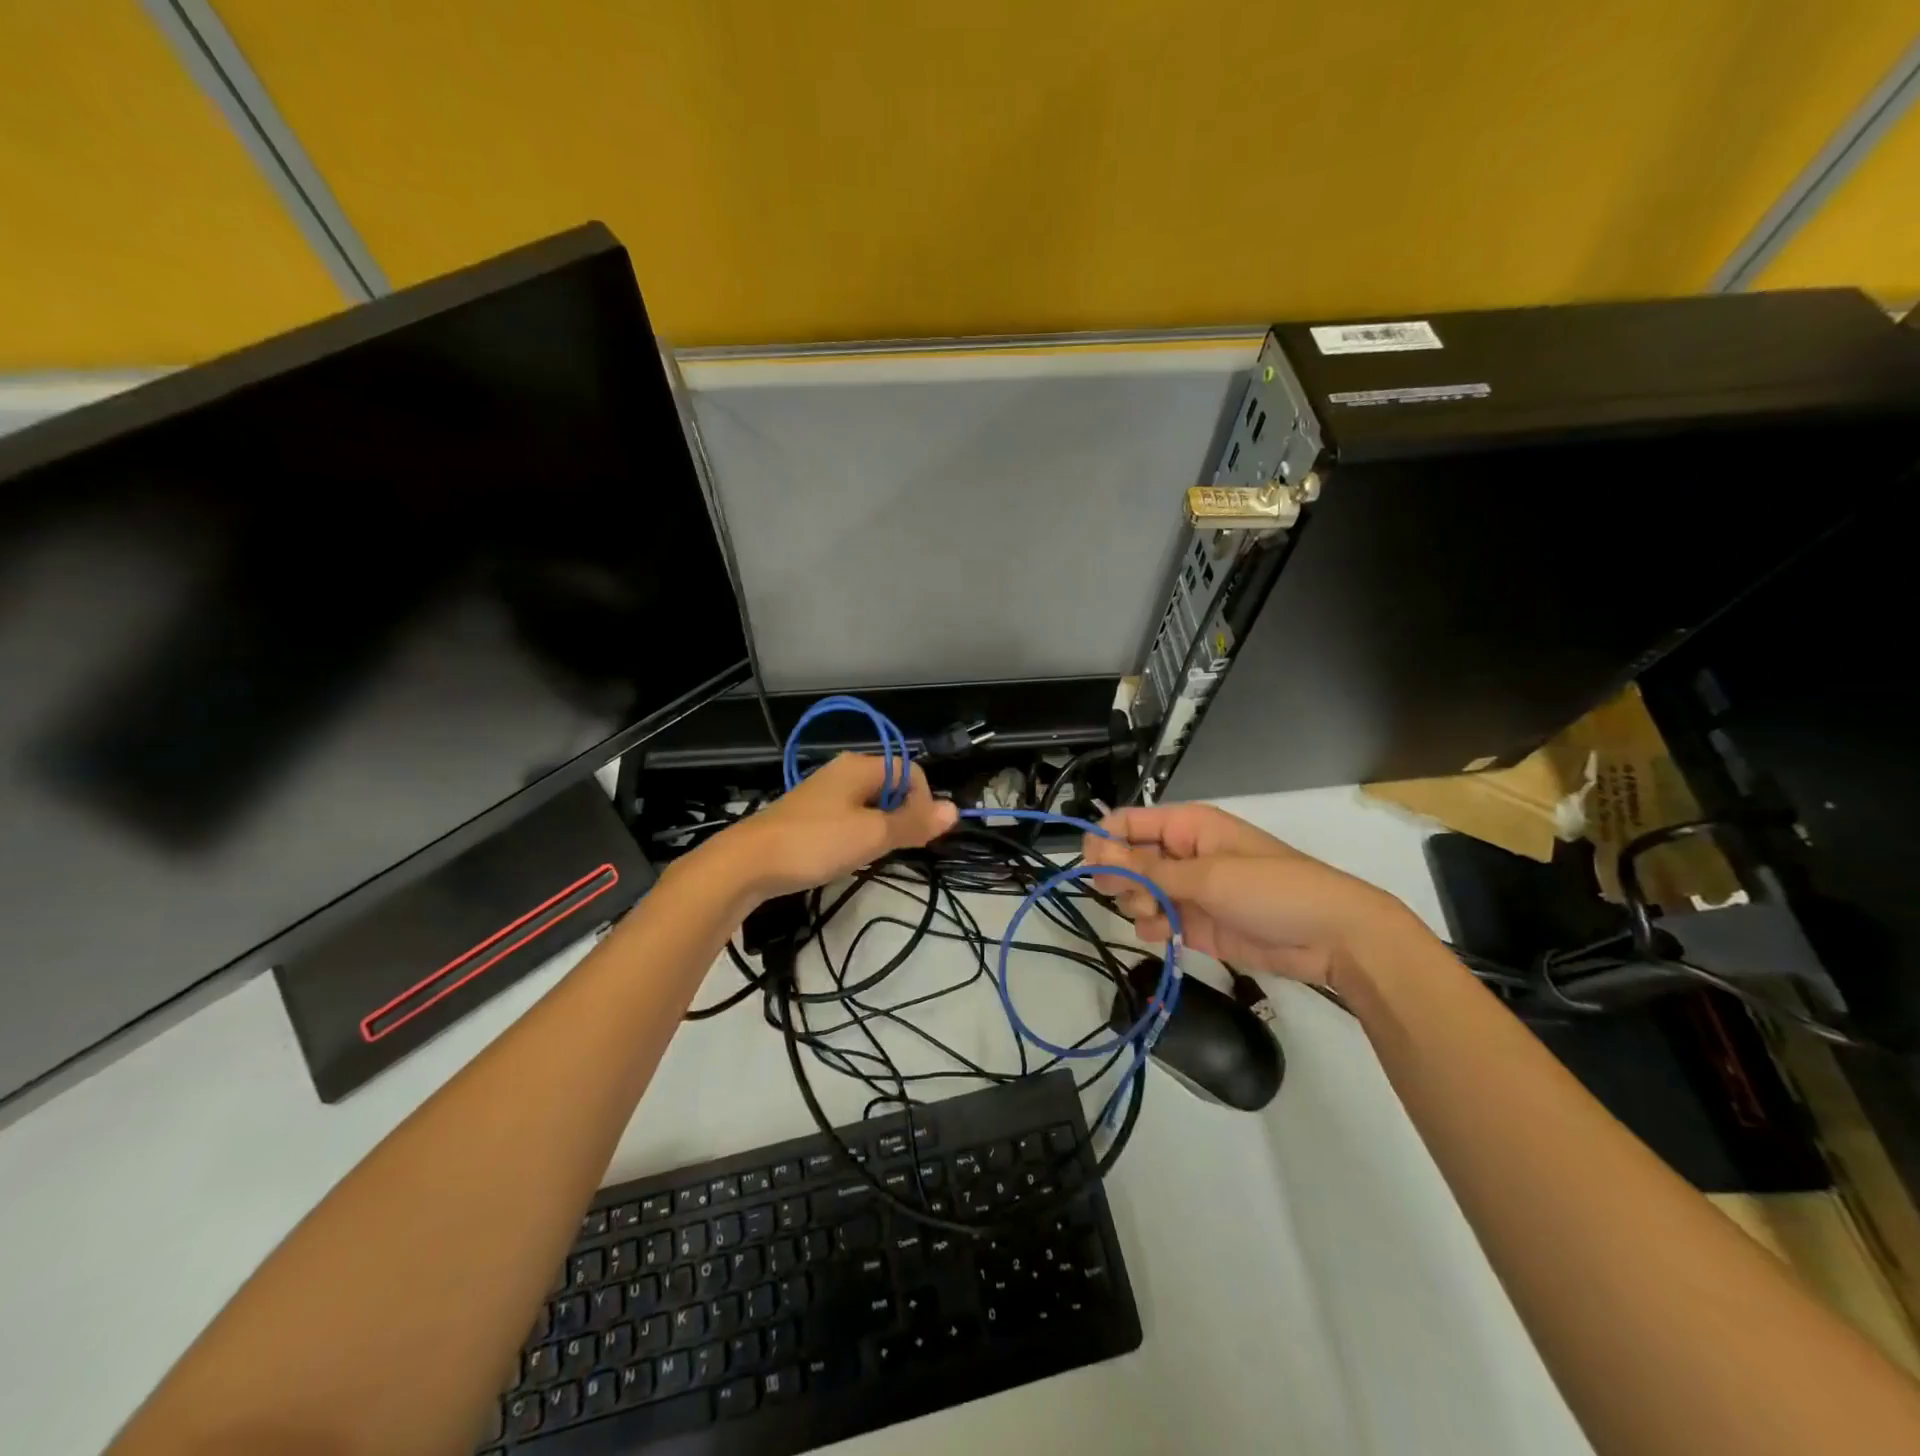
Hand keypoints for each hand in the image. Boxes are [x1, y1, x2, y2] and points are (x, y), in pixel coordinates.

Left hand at [701, 754, 957, 901]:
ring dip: (882, 826)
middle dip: (904, 815)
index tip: (918, 834)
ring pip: (871, 803)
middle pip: (892, 786)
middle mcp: (843, 771)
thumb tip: (956, 809)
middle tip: (896, 847)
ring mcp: (824, 792)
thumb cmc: (815, 843)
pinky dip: (859, 833)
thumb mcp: (872, 835)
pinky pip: (850, 816)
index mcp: (860, 766)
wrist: (747, 863)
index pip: (911, 771)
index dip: (924, 800)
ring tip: (872, 853)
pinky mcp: (809, 814)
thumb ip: (914, 823)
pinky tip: (848, 855)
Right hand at [1082, 804, 1416, 985]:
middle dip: (1120, 877)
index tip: (1089, 867)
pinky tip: (1165, 933)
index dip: (1104, 841)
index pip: (1128, 823)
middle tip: (1128, 895)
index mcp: (1187, 826)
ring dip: (1138, 905)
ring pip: (1138, 892)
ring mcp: (1189, 890)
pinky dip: (1154, 928)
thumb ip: (1148, 868)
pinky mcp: (1196, 923)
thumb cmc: (1272, 889)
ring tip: (1159, 917)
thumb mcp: (1206, 875)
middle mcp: (1182, 854)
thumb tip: (1095, 852)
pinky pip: (1158, 920)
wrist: (1331, 937)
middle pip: (1127, 859)